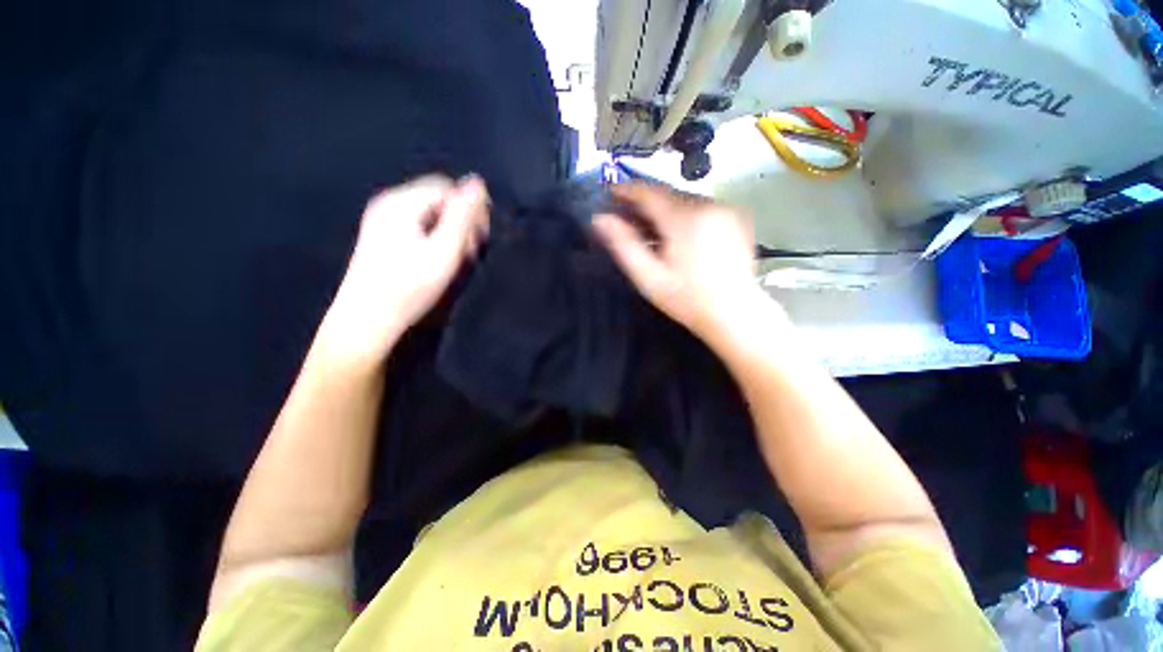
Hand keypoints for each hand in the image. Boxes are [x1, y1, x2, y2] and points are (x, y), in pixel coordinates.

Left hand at [319, 175, 488, 364]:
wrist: (366, 321)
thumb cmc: (408, 288)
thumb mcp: (443, 252)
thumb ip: (462, 216)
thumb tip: (478, 182)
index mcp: (401, 203)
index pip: (447, 187)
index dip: (470, 207)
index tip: (482, 237)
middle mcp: (389, 204)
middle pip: (438, 198)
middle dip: (462, 220)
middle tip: (472, 251)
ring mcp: (383, 220)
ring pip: (431, 213)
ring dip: (452, 231)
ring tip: (458, 258)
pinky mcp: (383, 236)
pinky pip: (420, 225)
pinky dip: (437, 238)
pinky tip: (440, 259)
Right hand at [592, 183, 771, 342]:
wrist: (734, 313)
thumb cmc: (687, 299)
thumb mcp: (648, 277)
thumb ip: (623, 244)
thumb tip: (600, 218)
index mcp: (685, 218)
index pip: (649, 191)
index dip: (626, 190)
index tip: (608, 194)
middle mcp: (708, 204)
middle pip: (667, 194)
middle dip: (644, 203)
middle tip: (626, 219)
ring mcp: (726, 208)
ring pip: (684, 200)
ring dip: (664, 210)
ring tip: (651, 231)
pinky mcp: (737, 216)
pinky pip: (701, 207)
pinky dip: (683, 215)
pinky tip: (677, 236)